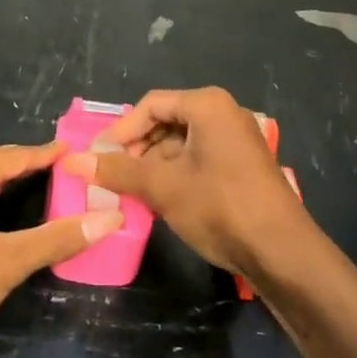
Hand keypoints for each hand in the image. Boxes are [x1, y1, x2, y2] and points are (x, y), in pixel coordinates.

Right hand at [66, 88, 310, 277]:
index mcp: (207, 105)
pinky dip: (177, 174)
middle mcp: (224, 114)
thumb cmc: (220, 207)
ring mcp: (237, 140)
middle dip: (139, 149)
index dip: (122, 131)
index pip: (151, 105)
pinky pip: (200, 158)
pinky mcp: (243, 166)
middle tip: (116, 177)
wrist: (283, 253)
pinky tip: (163, 200)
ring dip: (155, 165)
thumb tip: (73, 161)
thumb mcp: (163, 187)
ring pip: (182, 143)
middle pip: (167, 121)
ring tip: (135, 192)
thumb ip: (118, 171)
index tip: (101, 158)